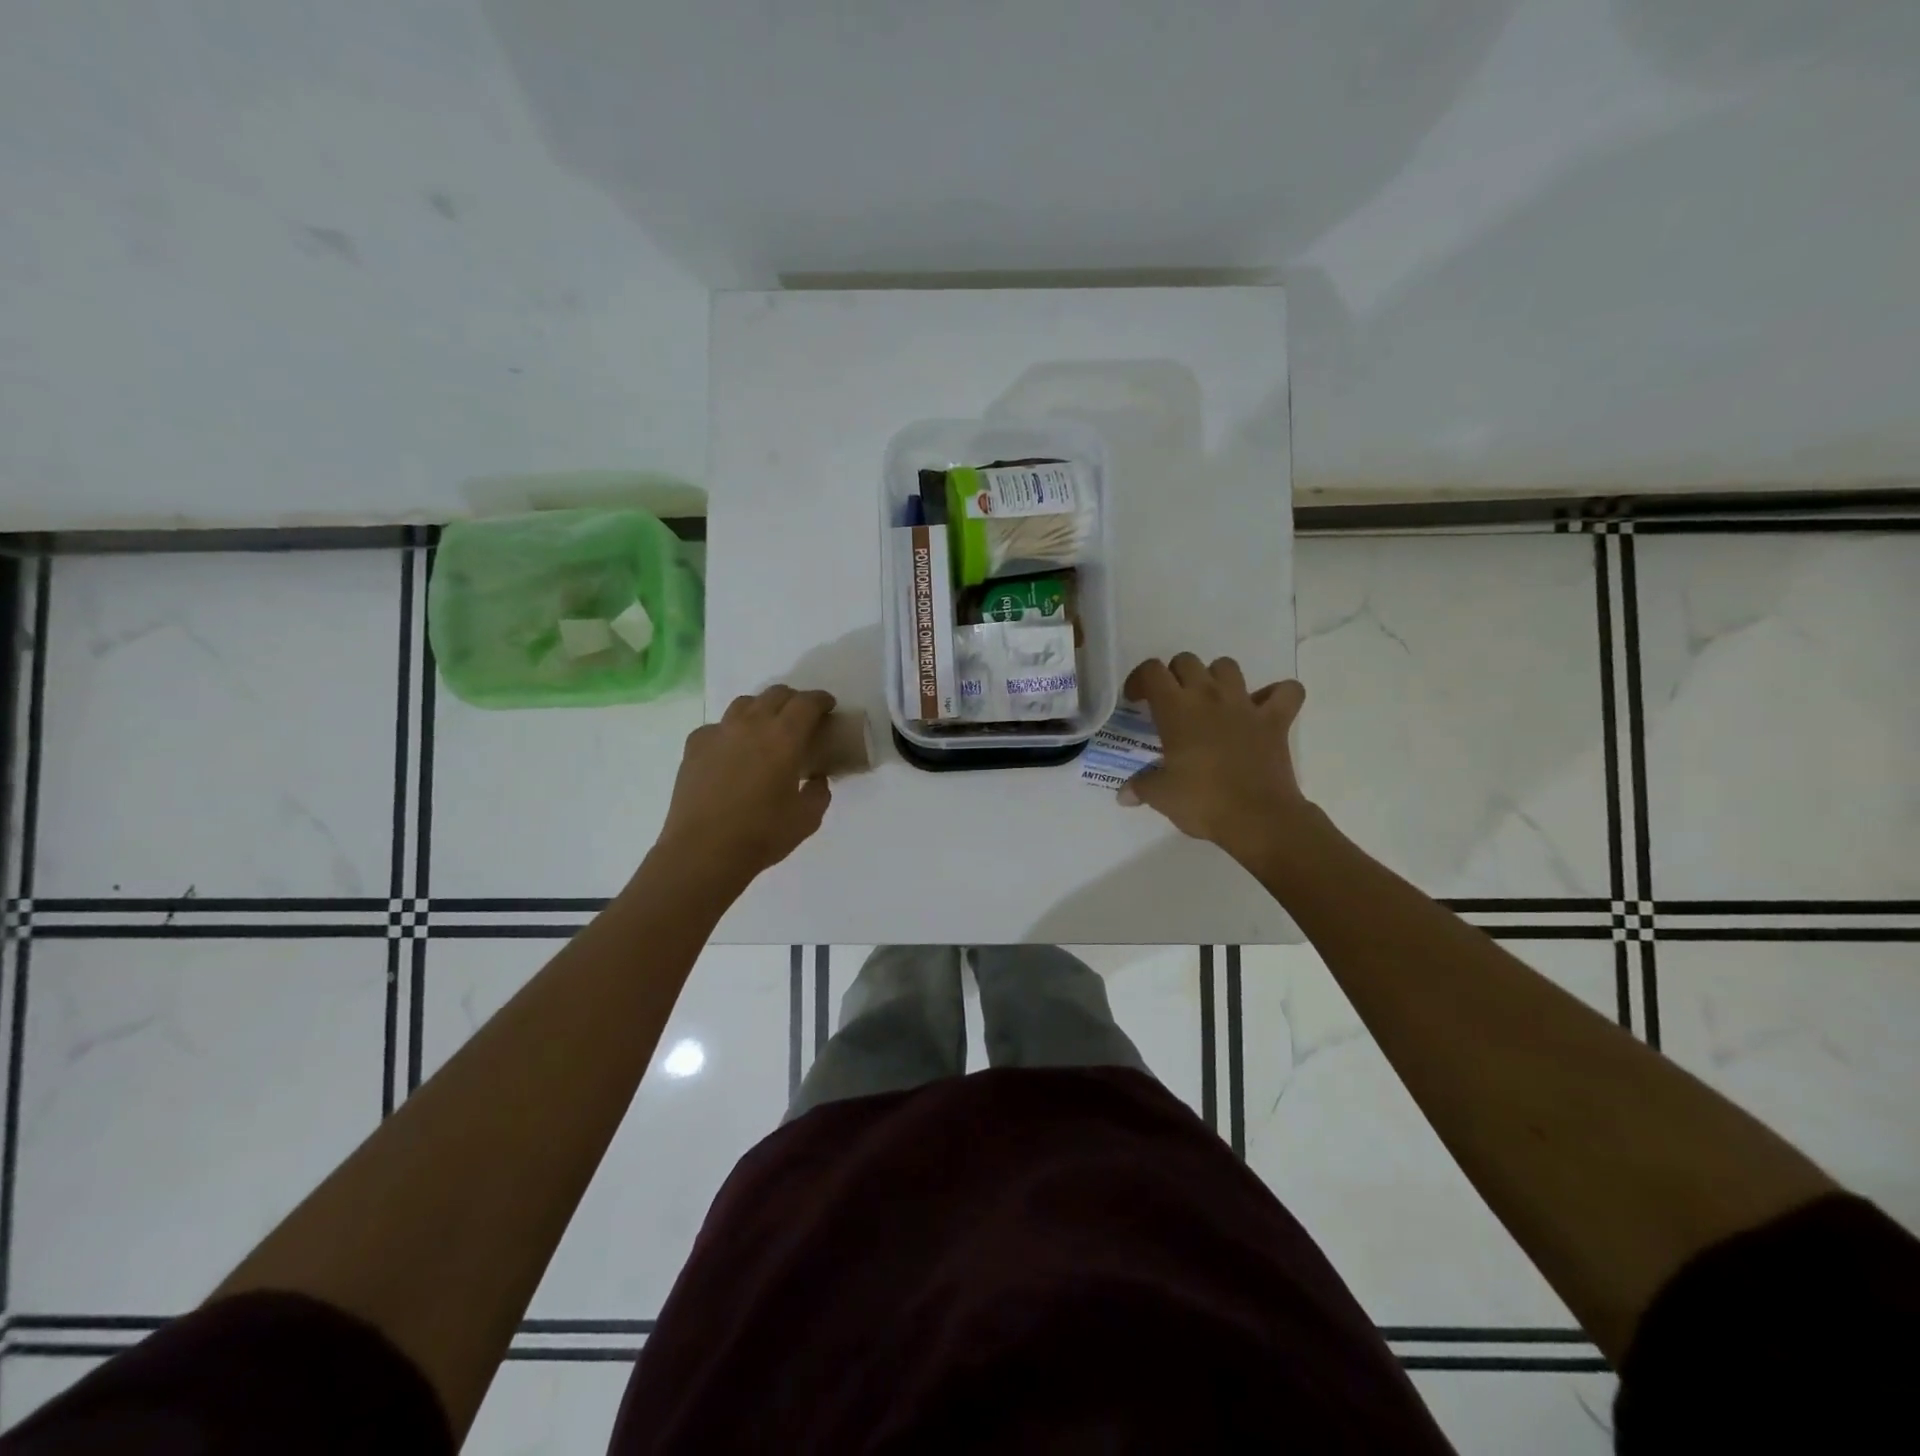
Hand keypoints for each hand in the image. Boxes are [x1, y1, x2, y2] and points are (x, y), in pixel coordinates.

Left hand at [658, 686, 836, 885]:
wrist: (703, 851)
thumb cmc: (761, 834)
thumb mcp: (807, 818)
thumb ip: (819, 792)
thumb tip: (816, 780)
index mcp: (784, 737)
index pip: (807, 703)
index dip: (821, 700)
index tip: (828, 707)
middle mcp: (751, 725)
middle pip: (776, 694)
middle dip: (794, 700)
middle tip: (802, 718)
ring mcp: (719, 732)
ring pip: (745, 704)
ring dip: (762, 709)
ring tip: (767, 728)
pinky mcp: (694, 745)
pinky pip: (718, 726)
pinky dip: (731, 731)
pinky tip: (733, 751)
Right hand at [1118, 654, 1309, 865]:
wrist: (1257, 818)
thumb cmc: (1202, 802)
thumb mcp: (1160, 796)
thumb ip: (1139, 787)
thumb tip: (1124, 794)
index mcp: (1176, 709)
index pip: (1152, 671)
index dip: (1139, 680)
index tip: (1136, 702)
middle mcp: (1209, 696)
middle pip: (1187, 661)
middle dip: (1175, 676)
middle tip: (1171, 703)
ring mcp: (1245, 704)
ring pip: (1228, 666)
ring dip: (1216, 678)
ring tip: (1211, 702)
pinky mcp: (1275, 720)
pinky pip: (1286, 691)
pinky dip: (1277, 694)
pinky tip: (1264, 708)